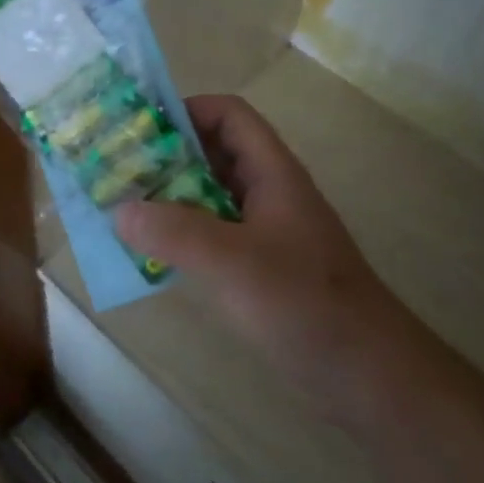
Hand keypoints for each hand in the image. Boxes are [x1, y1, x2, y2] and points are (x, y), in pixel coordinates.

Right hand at [114, 95, 401, 412]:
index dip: (186, 110)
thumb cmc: (303, 302)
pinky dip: (182, 236)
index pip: (229, 115)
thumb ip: (174, 232)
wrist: (366, 372)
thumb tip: (120, 211)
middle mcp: (269, 192)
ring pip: (211, 197)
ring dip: (171, 198)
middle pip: (214, 154)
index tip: (139, 130)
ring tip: (123, 210)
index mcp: (272, 172)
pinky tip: (153, 254)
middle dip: (167, 156)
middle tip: (117, 171)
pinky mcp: (262, 267)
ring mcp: (267, 231)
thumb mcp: (233, 261)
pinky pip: (214, 235)